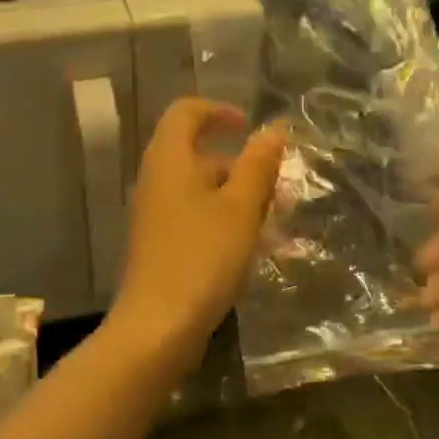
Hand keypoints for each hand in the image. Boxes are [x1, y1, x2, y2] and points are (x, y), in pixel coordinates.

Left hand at [109, 98, 284, 364]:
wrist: (157, 328)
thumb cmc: (202, 257)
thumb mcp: (241, 207)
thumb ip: (258, 165)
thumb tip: (273, 129)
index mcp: (170, 160)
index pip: (186, 113)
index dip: (218, 111)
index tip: (250, 126)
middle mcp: (158, 181)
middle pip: (201, 156)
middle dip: (245, 168)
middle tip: (281, 189)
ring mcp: (157, 216)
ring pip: (205, 193)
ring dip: (244, 201)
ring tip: (282, 228)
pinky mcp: (162, 246)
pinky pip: (199, 221)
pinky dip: (230, 226)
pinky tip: (262, 253)